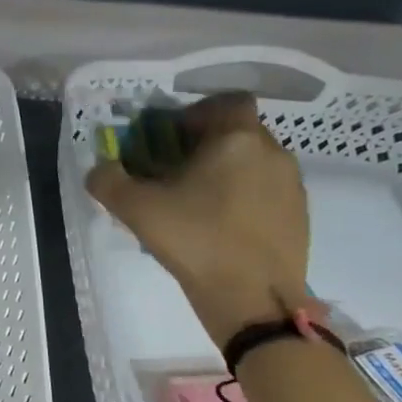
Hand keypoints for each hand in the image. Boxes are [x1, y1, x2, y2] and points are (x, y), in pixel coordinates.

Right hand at [85, 91, 311, 345]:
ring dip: (225, 173)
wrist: (254, 300)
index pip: (228, 101)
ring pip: (253, 163)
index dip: (198, 112)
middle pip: (238, 133)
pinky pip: (266, 192)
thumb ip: (108, 180)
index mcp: (237, 140)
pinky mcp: (300, 217)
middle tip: (174, 173)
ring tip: (195, 204)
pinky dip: (243, 199)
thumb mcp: (135, 209)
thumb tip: (101, 169)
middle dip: (206, 145)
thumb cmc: (195, 240)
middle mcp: (272, 153)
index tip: (172, 137)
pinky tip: (218, 228)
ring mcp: (292, 187)